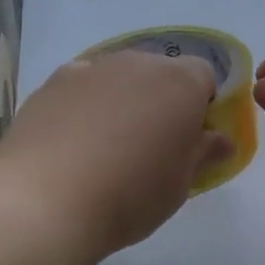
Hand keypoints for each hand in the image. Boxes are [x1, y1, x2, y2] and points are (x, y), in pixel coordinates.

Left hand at [0, 49, 232, 264]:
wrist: (44, 201)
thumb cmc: (128, 197)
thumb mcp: (179, 186)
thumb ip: (202, 154)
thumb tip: (220, 139)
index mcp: (180, 83)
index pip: (204, 77)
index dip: (201, 106)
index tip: (188, 140)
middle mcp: (137, 62)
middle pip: (160, 72)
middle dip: (161, 100)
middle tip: (150, 145)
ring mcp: (90, 68)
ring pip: (119, 76)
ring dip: (122, 99)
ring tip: (106, 146)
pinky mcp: (52, 82)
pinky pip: (82, 85)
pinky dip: (85, 103)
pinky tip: (72, 140)